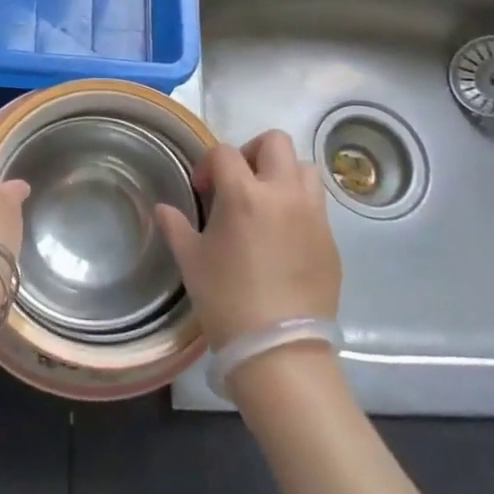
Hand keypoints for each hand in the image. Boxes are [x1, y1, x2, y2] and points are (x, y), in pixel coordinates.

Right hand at [156, 130, 341, 349]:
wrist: (280, 351)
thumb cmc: (227, 301)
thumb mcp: (191, 261)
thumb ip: (176, 226)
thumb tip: (163, 208)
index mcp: (245, 194)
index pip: (225, 152)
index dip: (209, 164)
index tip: (202, 190)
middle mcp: (284, 193)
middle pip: (276, 142)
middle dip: (253, 152)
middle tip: (239, 182)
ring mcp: (313, 215)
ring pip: (304, 168)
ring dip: (283, 174)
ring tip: (267, 203)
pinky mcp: (331, 239)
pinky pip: (316, 205)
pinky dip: (299, 206)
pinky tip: (284, 237)